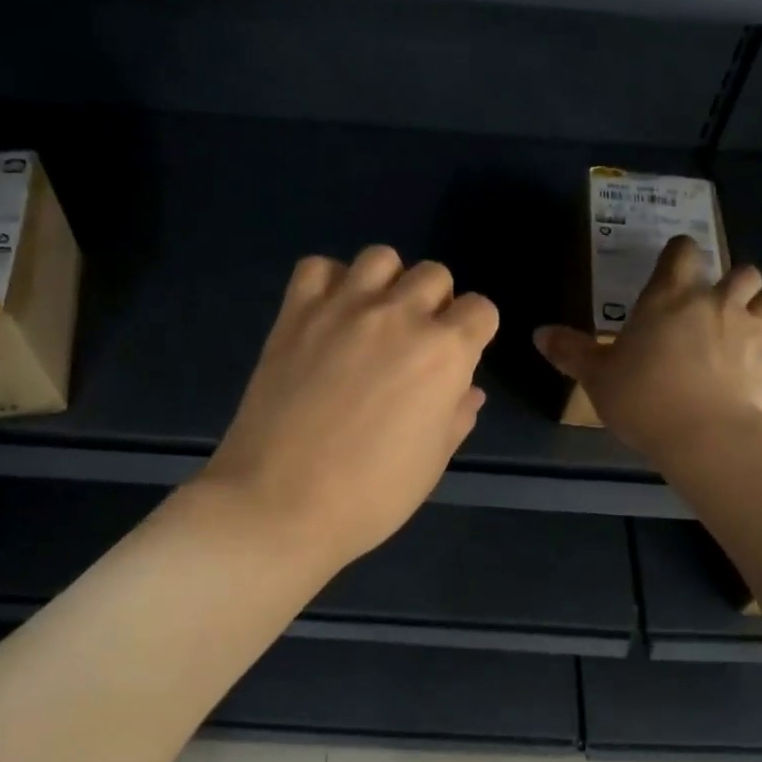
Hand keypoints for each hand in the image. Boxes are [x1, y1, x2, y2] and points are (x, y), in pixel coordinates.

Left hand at [202, 245, 499, 570]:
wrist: (281, 503)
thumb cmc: (370, 495)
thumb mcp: (432, 463)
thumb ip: (456, 416)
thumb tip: (467, 390)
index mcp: (444, 353)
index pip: (480, 310)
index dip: (474, 332)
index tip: (458, 356)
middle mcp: (399, 316)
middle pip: (434, 274)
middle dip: (435, 303)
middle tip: (414, 342)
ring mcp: (343, 308)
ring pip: (380, 257)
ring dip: (387, 282)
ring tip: (372, 319)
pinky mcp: (296, 313)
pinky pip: (317, 267)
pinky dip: (328, 282)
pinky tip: (327, 316)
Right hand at [534, 235, 761, 458]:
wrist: (707, 438)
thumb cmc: (643, 397)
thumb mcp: (597, 376)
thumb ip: (571, 351)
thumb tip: (539, 333)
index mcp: (671, 296)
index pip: (683, 252)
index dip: (680, 253)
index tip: (674, 265)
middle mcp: (718, 303)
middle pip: (743, 272)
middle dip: (734, 282)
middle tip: (715, 306)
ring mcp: (755, 331)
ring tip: (748, 330)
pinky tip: (755, 373)